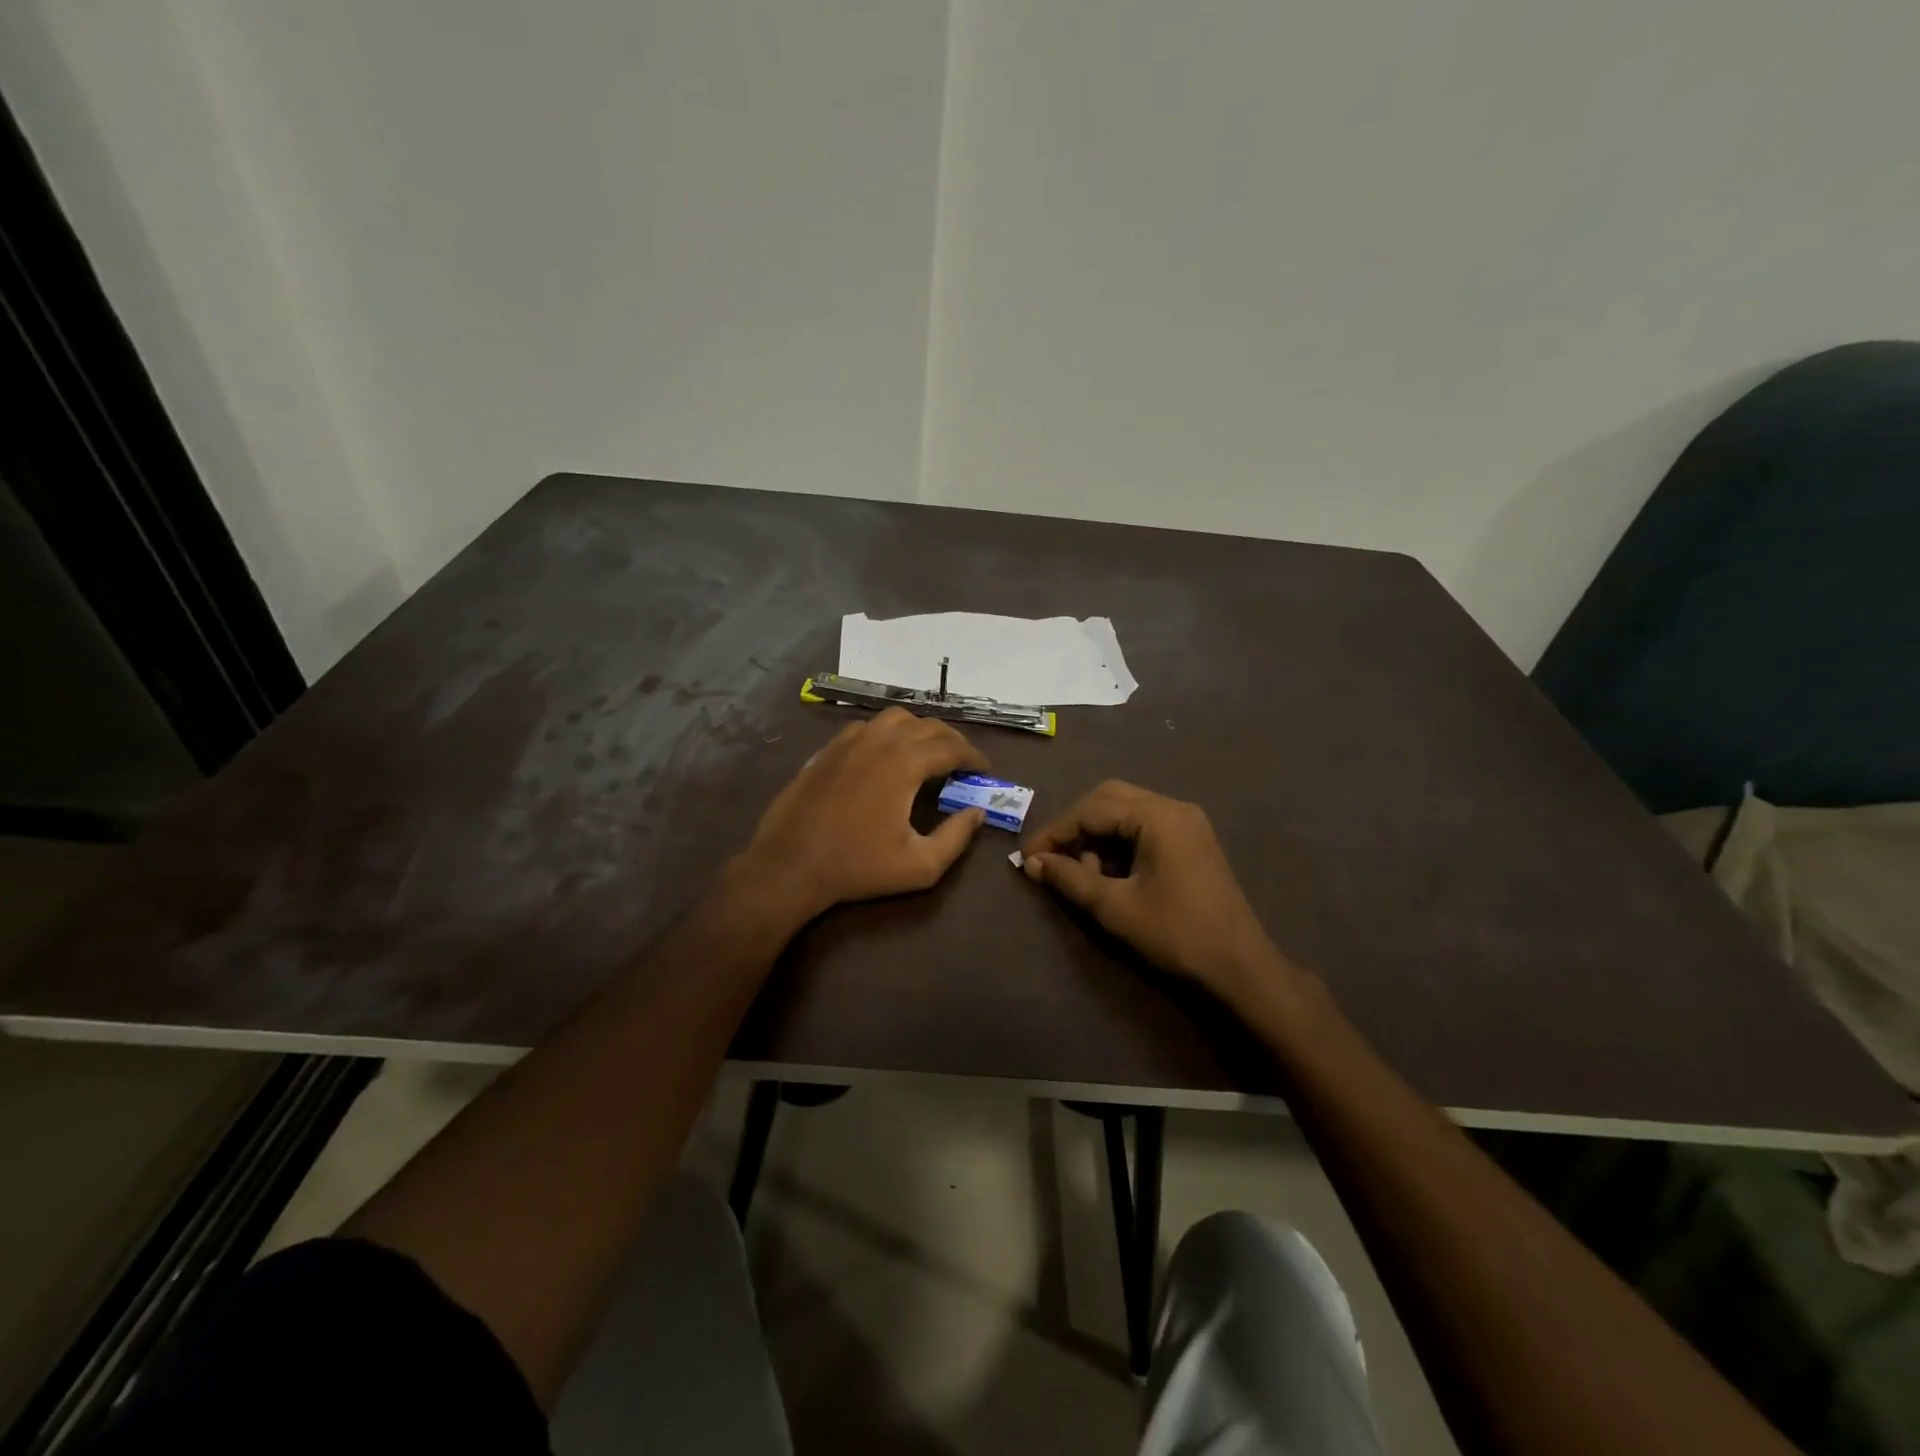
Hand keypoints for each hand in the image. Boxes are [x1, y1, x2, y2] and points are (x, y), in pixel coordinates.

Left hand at [731, 708, 989, 924]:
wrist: (791, 865)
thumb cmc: (858, 867)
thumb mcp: (920, 865)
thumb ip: (957, 837)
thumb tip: (978, 813)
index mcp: (906, 763)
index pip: (952, 747)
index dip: (973, 757)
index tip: (984, 771)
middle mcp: (880, 741)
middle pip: (928, 726)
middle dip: (952, 741)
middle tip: (962, 763)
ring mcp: (850, 741)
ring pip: (896, 718)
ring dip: (919, 730)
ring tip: (927, 752)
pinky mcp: (828, 749)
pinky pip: (866, 727)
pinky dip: (887, 734)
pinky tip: (886, 755)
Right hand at [1021, 780, 1297, 1009]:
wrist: (1240, 967)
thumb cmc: (1175, 934)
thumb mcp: (1114, 907)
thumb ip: (1069, 878)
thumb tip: (1032, 862)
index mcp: (1158, 816)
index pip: (1092, 809)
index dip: (1056, 832)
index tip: (1028, 858)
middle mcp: (1174, 808)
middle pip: (1109, 800)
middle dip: (1076, 828)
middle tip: (1053, 859)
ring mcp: (1187, 823)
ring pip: (1126, 813)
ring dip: (1098, 837)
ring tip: (1085, 875)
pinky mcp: (1192, 842)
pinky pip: (1144, 828)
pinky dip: (1120, 844)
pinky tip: (1110, 875)